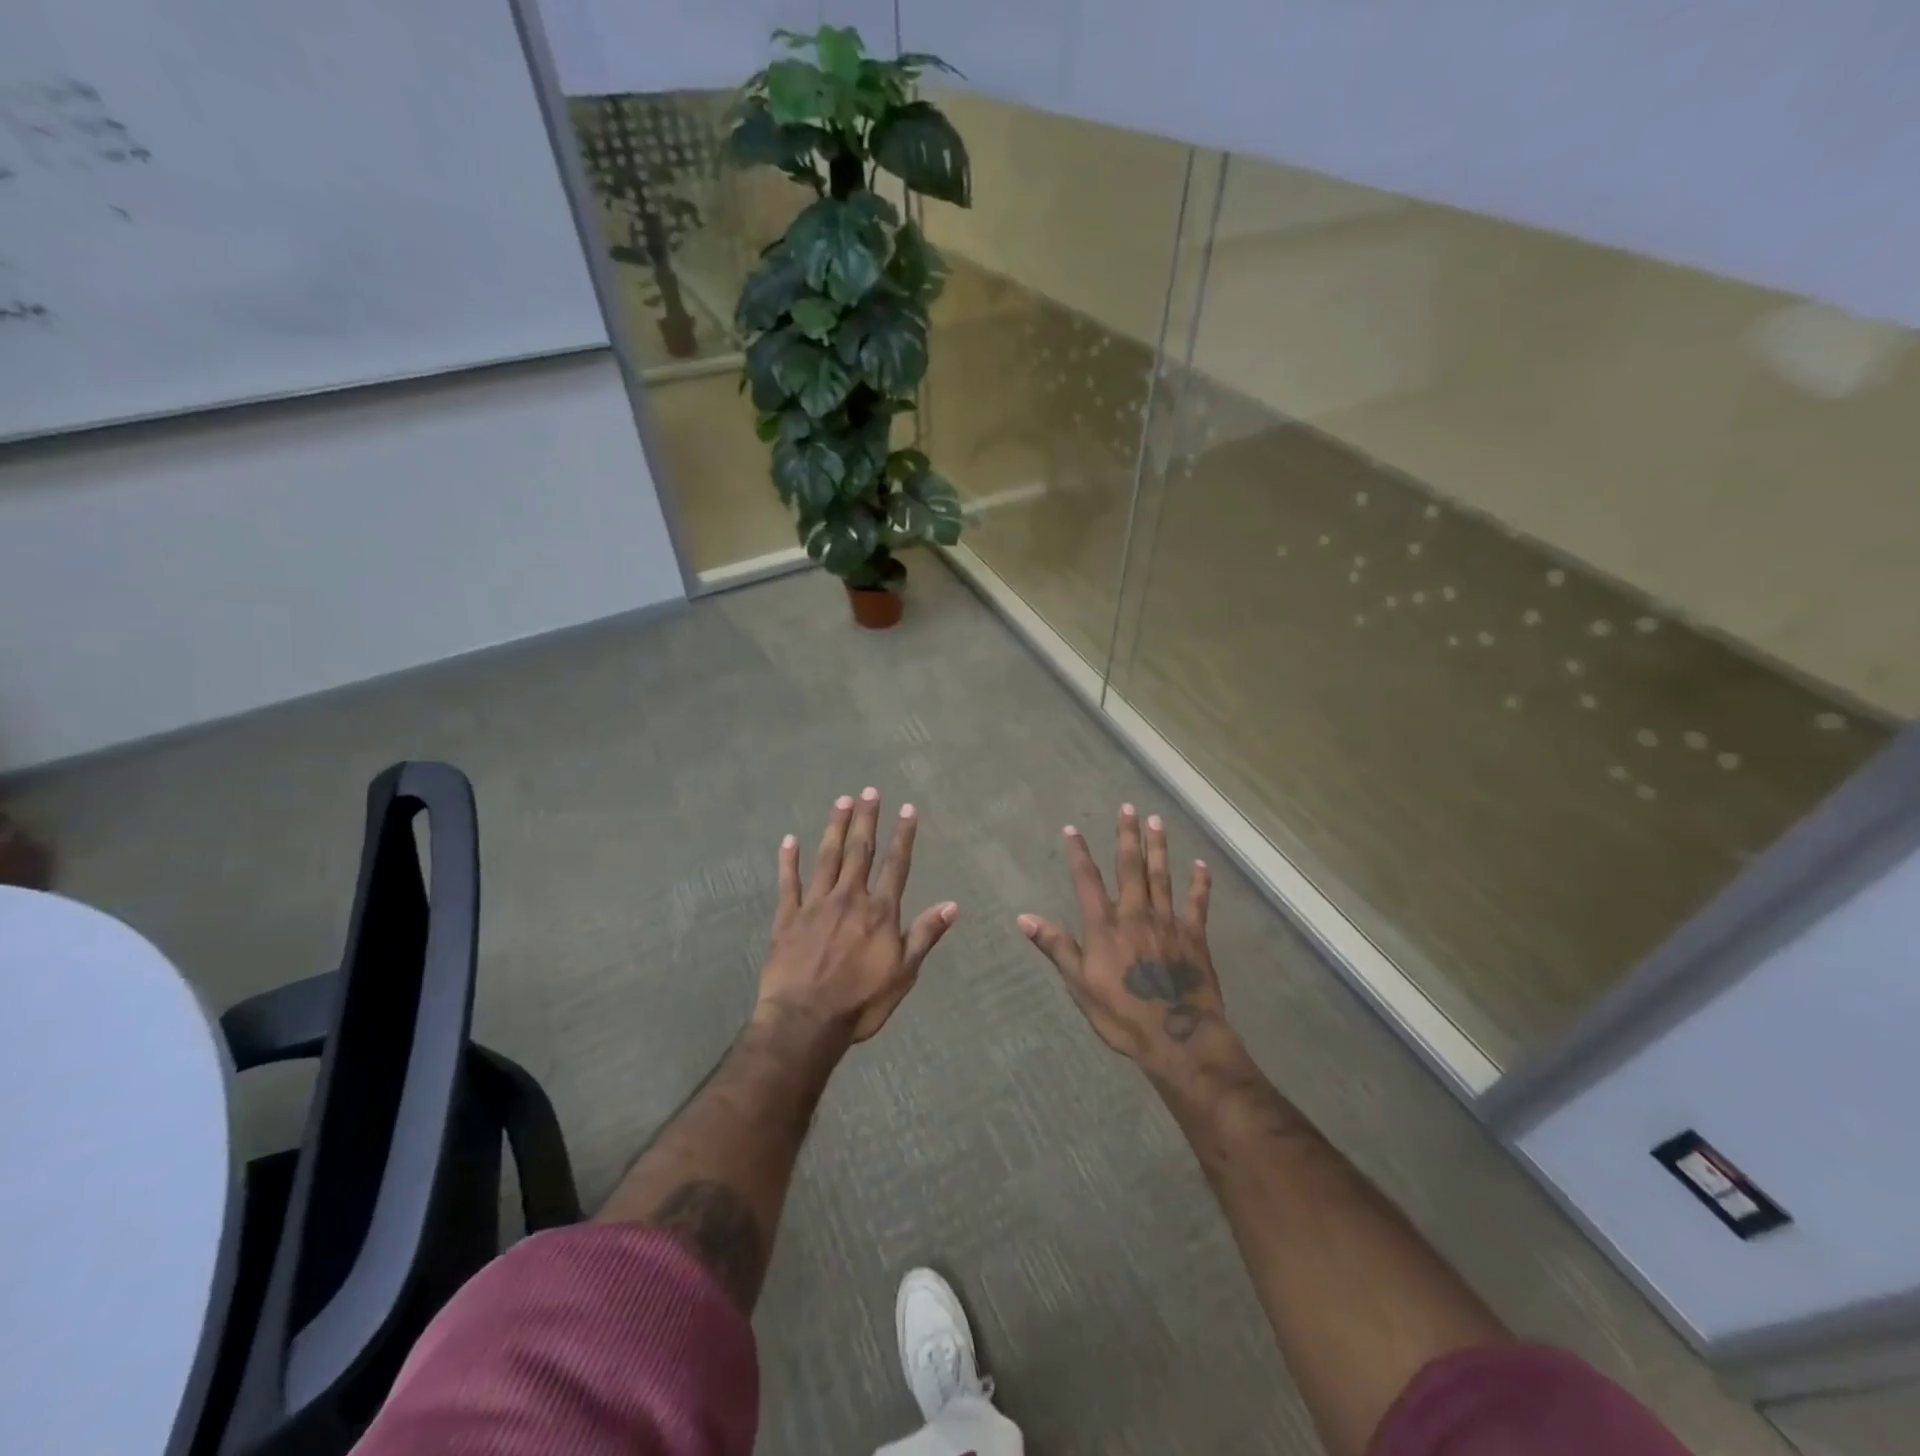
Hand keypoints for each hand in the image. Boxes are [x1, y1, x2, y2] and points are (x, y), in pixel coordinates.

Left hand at [757, 787, 957, 1043]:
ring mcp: (815, 905)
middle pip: (860, 851)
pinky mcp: (787, 917)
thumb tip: (952, 905)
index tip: (906, 808)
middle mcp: (849, 898)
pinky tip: (789, 840)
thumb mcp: (904, 974)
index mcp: (879, 912)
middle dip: (866, 819)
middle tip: (869, 790)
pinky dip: (789, 860)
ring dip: (835, 828)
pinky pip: (788, 882)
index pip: (895, 865)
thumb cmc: (860, 1002)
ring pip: (827, 857)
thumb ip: (924, 935)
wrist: (805, 1022)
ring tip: (841, 801)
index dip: (903, 835)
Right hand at [1018, 804, 1224, 1069]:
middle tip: (1128, 808)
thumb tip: (1024, 918)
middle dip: (1127, 836)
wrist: (1177, 1037)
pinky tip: (1201, 865)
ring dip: (1158, 848)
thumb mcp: (1079, 985)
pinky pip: (1197, 903)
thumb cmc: (1122, 1015)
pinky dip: (1199, 884)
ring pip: (1162, 876)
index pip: (1087, 880)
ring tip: (1157, 821)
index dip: (1078, 853)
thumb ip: (1056, 947)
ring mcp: (1168, 922)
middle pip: (1130, 868)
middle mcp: (1136, 914)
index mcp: (1105, 926)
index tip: (1072, 829)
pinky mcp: (1194, 936)